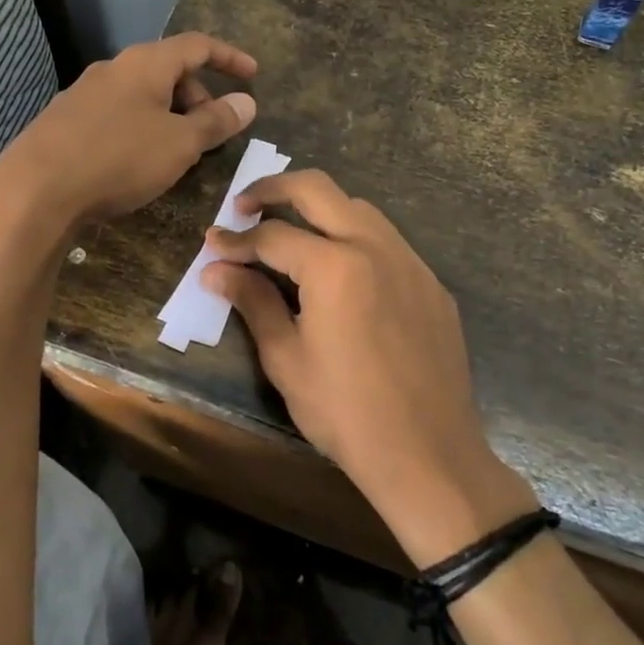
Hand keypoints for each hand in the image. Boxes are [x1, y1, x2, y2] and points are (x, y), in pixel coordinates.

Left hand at [0, 33, 258, 236]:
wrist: (34, 189)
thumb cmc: (118, 158)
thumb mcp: (179, 143)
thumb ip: (216, 121)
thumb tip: (246, 102)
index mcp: (145, 63)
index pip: (198, 45)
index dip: (230, 58)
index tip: (253, 76)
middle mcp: (114, 68)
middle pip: (168, 70)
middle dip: (198, 96)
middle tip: (211, 132)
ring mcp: (84, 93)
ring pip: (142, 95)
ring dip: (169, 115)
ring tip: (177, 152)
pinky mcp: (65, 120)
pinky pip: (117, 114)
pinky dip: (141, 128)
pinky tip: (137, 162)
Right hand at [201, 171, 536, 564]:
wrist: (429, 456)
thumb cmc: (346, 412)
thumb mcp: (286, 359)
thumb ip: (252, 302)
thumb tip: (216, 270)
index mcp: (334, 265)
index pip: (272, 236)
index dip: (236, 240)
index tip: (212, 244)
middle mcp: (375, 246)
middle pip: (317, 189)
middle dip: (273, 188)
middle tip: (244, 206)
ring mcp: (410, 261)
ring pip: (357, 207)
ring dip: (318, 208)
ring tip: (290, 233)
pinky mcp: (431, 283)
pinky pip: (387, 241)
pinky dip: (354, 238)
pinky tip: (341, 272)